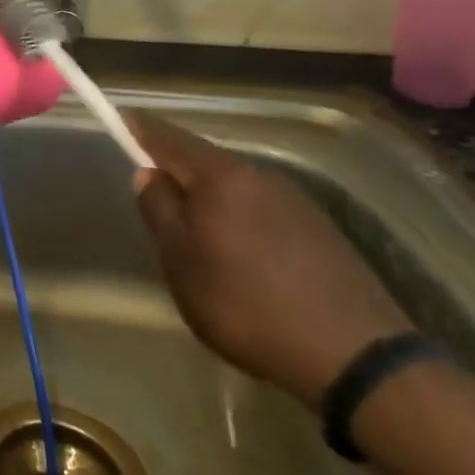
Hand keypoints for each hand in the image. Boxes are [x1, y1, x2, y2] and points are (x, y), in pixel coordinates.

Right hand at [126, 110, 412, 408]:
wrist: (353, 354)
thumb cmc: (245, 303)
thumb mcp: (180, 261)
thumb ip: (159, 210)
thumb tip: (148, 173)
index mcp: (221, 176)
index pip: (169, 138)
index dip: (141, 129)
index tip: (121, 120)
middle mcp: (259, 176)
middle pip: (205, 163)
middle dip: (177, 173)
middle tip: (154, 199)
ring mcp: (296, 201)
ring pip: (235, 190)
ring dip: (211, 202)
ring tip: (199, 240)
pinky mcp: (320, 230)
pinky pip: (263, 212)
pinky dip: (241, 222)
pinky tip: (244, 260)